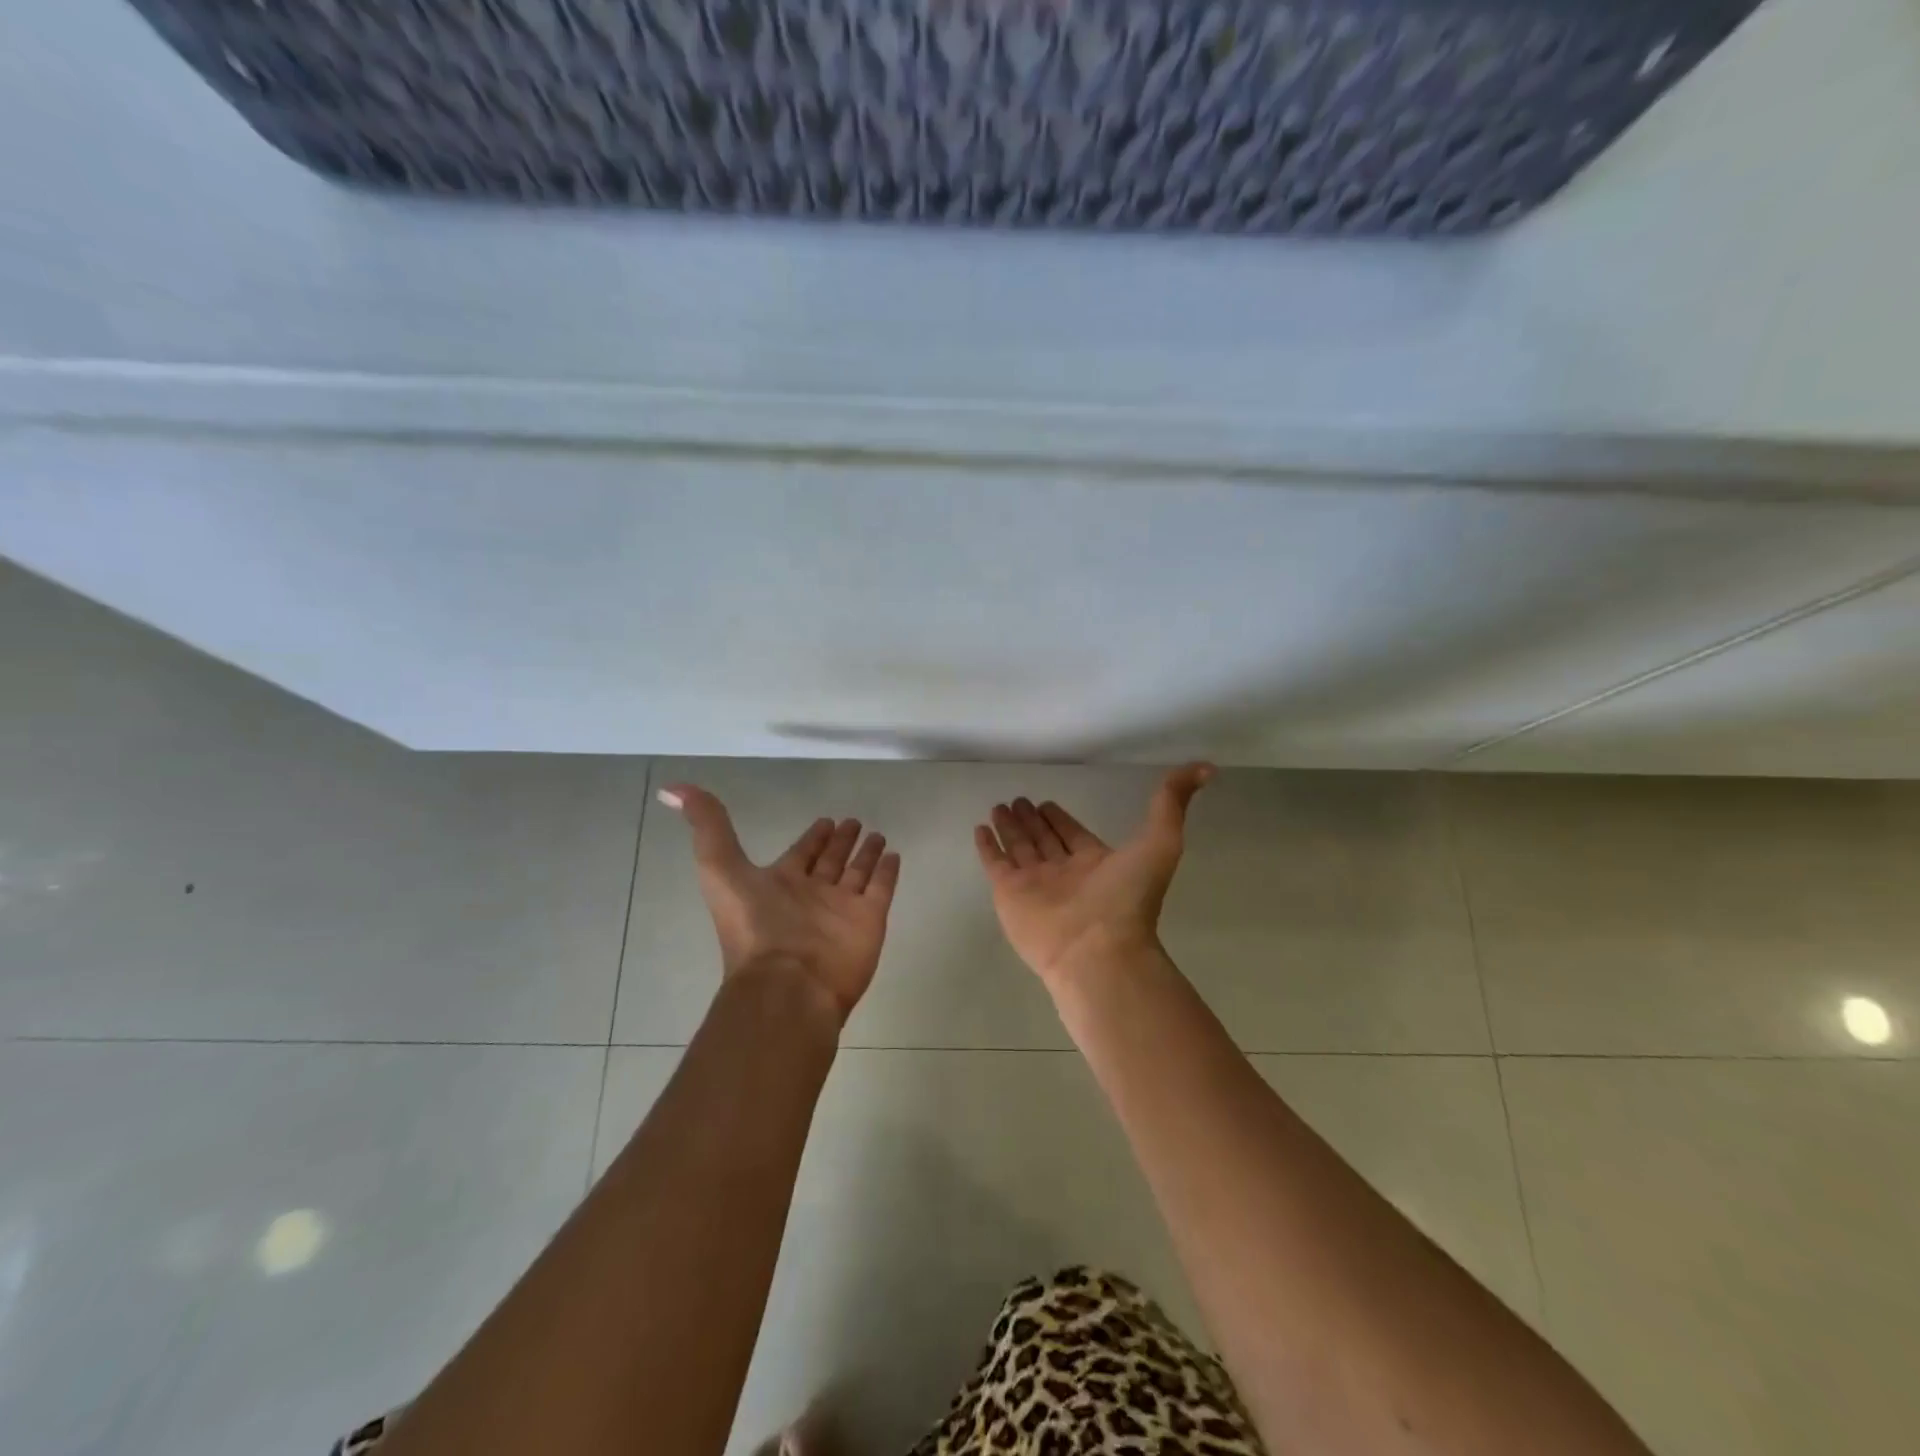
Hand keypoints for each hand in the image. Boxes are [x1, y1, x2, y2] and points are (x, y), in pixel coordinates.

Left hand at [659, 783, 901, 1021]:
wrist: (787, 985)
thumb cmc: (754, 927)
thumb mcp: (719, 868)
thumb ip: (706, 826)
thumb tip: (671, 789)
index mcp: (780, 885)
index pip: (801, 854)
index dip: (812, 838)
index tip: (825, 819)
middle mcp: (812, 895)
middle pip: (830, 862)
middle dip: (840, 842)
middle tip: (853, 821)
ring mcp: (842, 909)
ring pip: (857, 874)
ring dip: (866, 854)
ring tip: (877, 834)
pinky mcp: (869, 920)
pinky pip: (881, 889)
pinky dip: (887, 872)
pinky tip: (893, 855)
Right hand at [974, 764, 1214, 988]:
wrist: (1096, 950)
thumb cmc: (1127, 899)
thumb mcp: (1160, 842)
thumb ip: (1171, 803)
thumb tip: (1205, 768)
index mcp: (1095, 862)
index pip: (1072, 834)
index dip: (1061, 819)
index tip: (1048, 802)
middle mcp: (1063, 872)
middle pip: (1043, 840)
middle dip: (1032, 820)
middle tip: (1018, 799)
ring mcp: (1034, 884)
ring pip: (1019, 848)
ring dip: (1010, 828)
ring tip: (1000, 807)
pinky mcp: (1008, 893)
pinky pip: (994, 863)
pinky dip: (987, 847)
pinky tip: (980, 828)